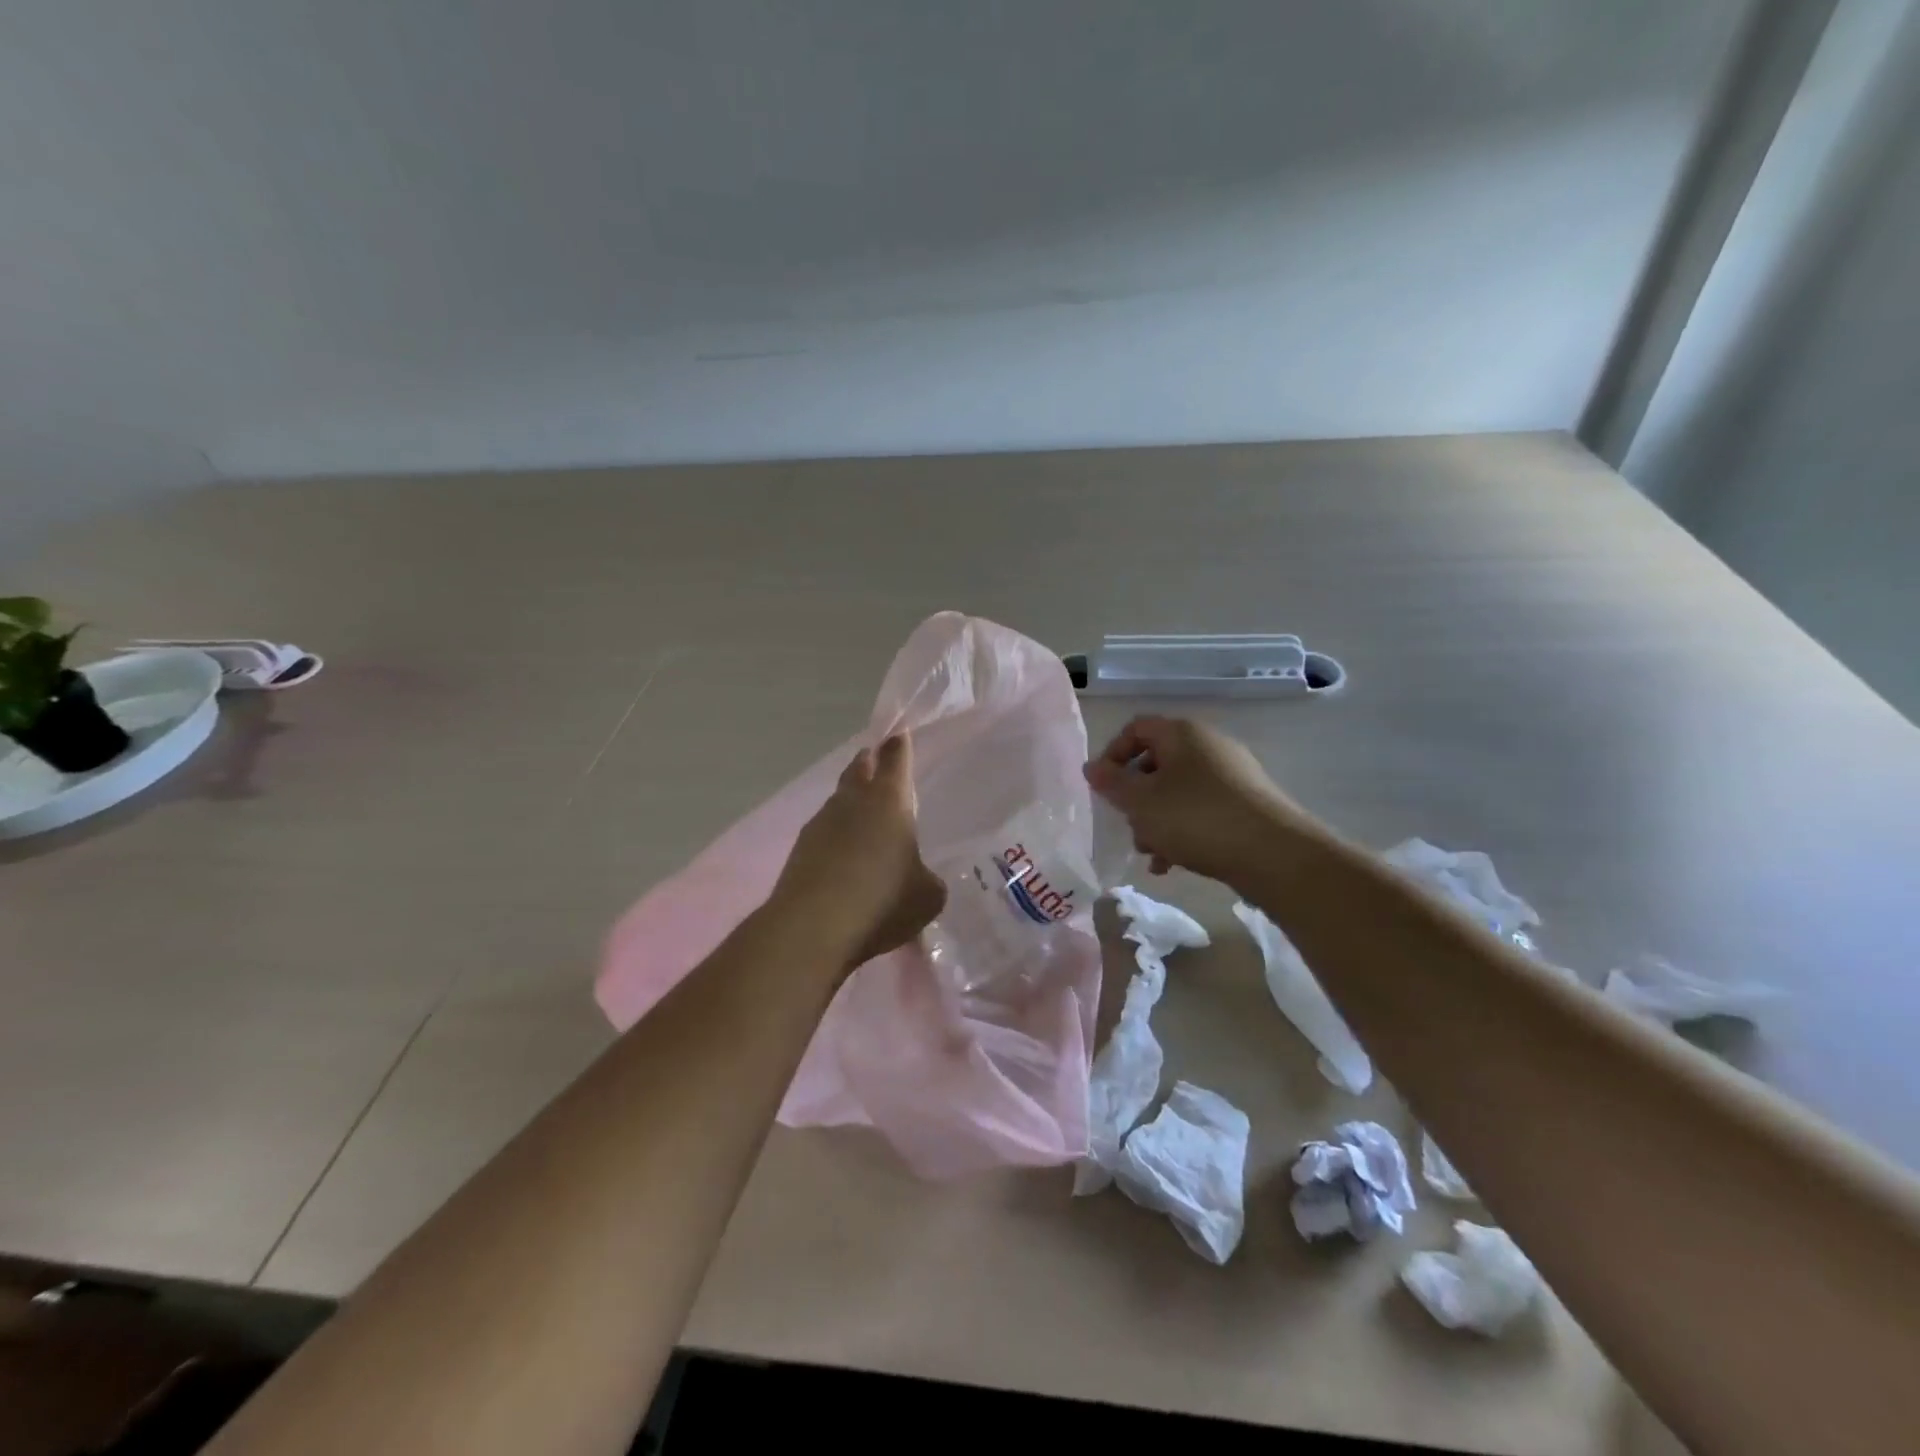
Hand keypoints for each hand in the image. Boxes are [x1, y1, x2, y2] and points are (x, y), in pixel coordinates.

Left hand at [770, 733, 947, 972]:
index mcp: (889, 800)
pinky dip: (835, 839)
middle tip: (873, 759)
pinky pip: (824, 834)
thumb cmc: (882, 900)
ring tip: (862, 817)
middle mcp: (852, 802)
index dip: (899, 745)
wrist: (813, 928)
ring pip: (838, 801)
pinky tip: (843, 860)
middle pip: (858, 769)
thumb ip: (928, 880)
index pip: (895, 758)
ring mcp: (820, 824)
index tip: (899, 732)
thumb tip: (920, 878)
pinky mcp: (799, 852)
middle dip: (868, 762)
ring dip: (850, 803)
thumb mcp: (927, 896)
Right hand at [1084, 716, 1312, 886]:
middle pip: (1157, 763)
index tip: (1103, 787)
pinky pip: (1201, 810)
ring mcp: (1232, 775)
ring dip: (1156, 820)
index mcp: (1182, 733)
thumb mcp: (1141, 802)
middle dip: (1136, 797)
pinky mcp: (1246, 804)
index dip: (1113, 754)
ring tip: (1151, 854)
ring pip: (1178, 791)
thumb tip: (1091, 767)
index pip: (1136, 729)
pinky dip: (1182, 831)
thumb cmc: (1195, 817)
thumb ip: (1111, 783)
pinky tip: (1173, 863)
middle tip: (1127, 825)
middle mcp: (1209, 746)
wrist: (1273, 853)